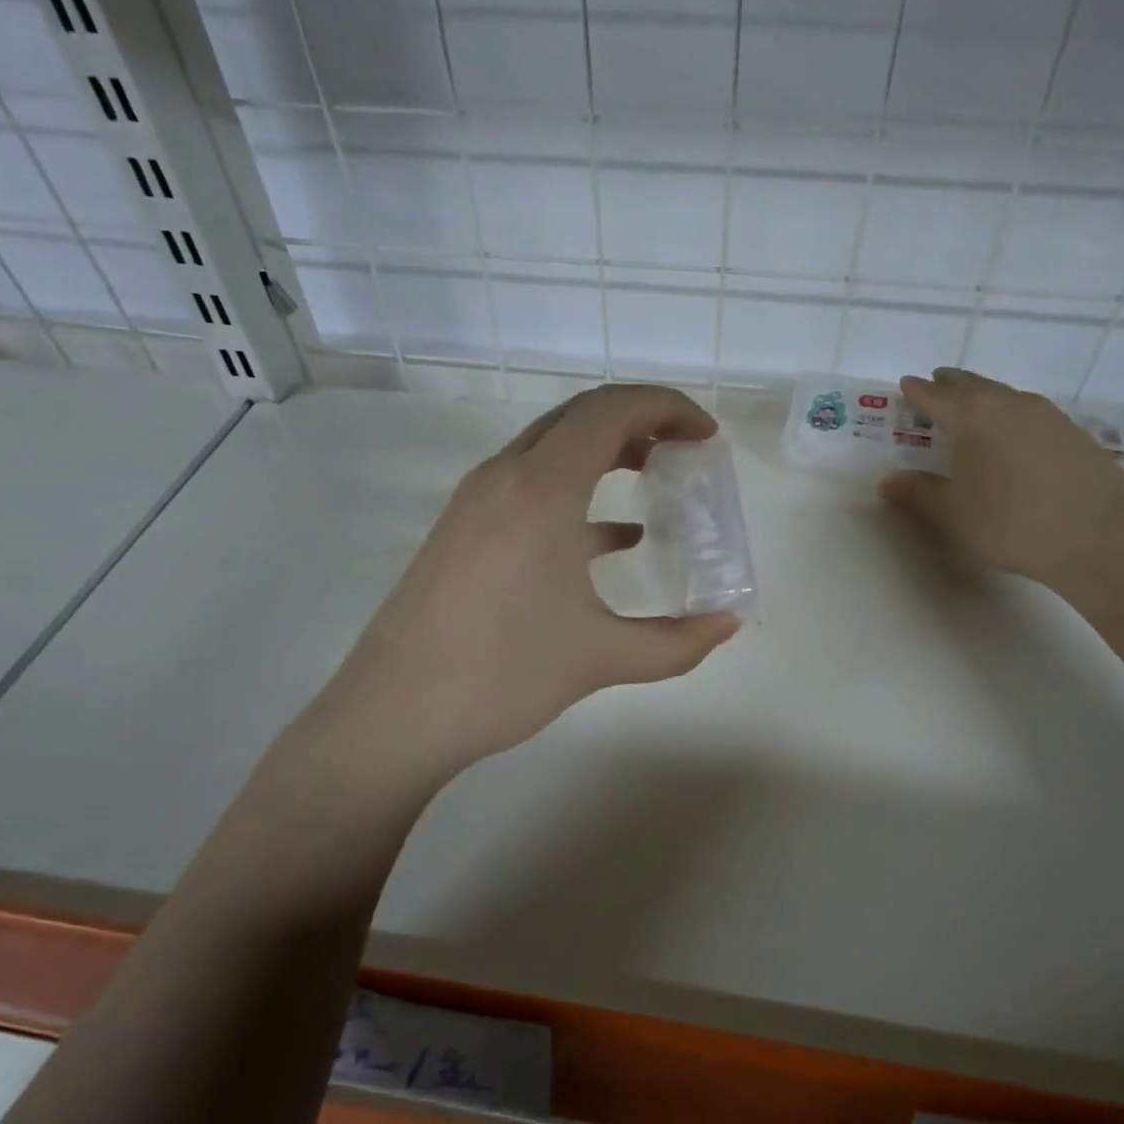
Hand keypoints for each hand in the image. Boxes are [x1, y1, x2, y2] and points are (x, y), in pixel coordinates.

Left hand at [301, 385, 741, 786]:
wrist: (393, 715)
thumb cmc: (502, 675)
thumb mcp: (601, 658)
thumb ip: (677, 642)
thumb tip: (729, 625)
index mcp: (540, 488)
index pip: (611, 410)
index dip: (667, 408)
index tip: (706, 436)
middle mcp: (504, 477)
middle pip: (579, 416)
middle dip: (639, 421)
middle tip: (685, 450)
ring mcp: (476, 502)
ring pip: (550, 447)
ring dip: (605, 452)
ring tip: (654, 479)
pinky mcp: (462, 530)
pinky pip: (528, 486)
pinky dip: (576, 493)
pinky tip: (612, 538)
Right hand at [879, 368, 1123, 587]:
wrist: (1098, 538)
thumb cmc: (1011, 523)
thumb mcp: (953, 513)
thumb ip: (918, 492)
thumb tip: (886, 480)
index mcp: (974, 417)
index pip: (937, 396)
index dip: (918, 391)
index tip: (906, 385)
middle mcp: (1010, 405)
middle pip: (973, 386)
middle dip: (951, 385)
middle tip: (936, 384)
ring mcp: (1047, 415)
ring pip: (1005, 396)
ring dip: (983, 396)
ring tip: (971, 406)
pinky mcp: (1073, 433)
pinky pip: (1030, 412)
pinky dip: (1010, 414)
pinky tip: (1011, 434)